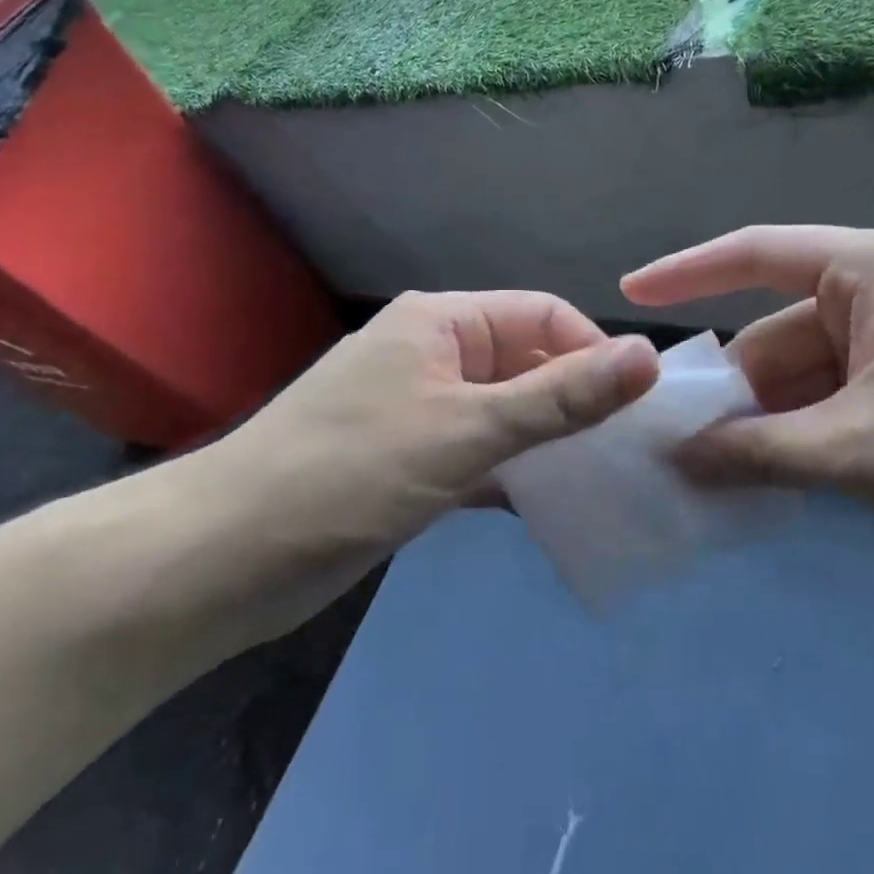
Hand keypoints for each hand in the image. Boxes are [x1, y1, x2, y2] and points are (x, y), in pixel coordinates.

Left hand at [201, 290, 660, 554]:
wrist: (225, 557)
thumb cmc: (351, 474)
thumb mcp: (468, 430)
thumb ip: (561, 396)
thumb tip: (648, 355)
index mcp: (442, 322)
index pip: (543, 316)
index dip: (594, 353)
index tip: (637, 410)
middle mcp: (432, 355)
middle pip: (525, 363)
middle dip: (576, 402)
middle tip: (627, 453)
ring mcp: (417, 410)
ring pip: (505, 413)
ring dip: (548, 442)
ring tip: (602, 480)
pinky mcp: (407, 461)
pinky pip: (478, 454)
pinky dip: (512, 474)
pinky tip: (548, 506)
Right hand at [622, 226, 873, 599]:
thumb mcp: (856, 451)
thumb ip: (755, 451)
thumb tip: (677, 459)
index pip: (759, 253)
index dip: (688, 273)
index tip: (629, 294)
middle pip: (786, 330)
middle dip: (737, 387)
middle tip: (680, 445)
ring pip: (818, 373)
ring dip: (775, 421)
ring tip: (725, 476)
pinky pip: (852, 400)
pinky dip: (815, 435)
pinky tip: (786, 479)